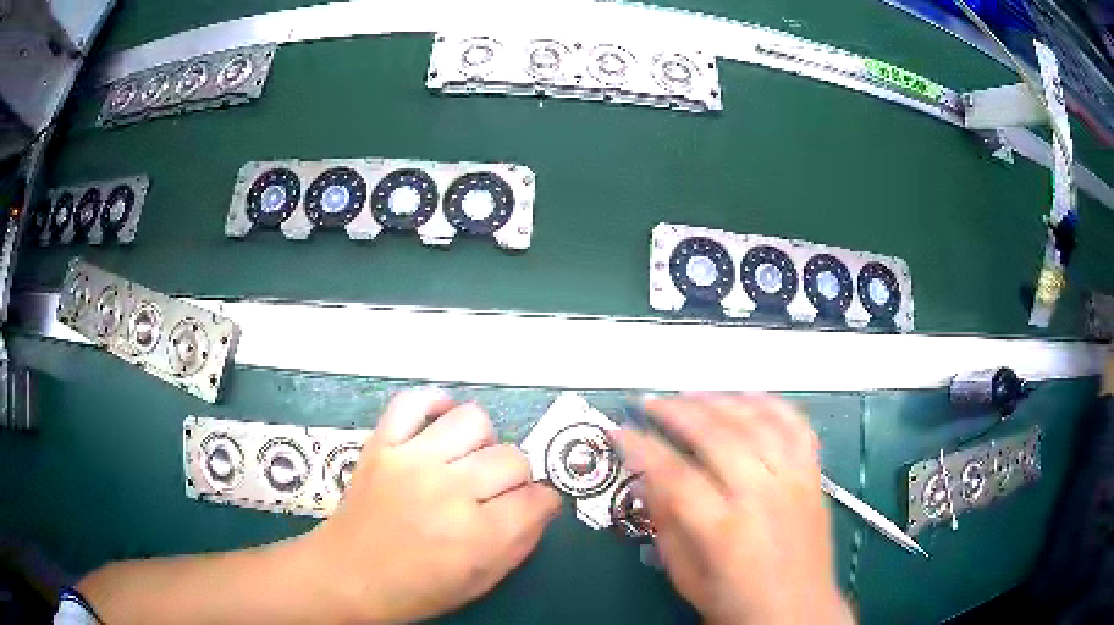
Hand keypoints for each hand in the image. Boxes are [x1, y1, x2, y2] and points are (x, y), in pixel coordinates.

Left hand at [300, 388, 561, 621]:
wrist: (347, 575)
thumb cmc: (415, 590)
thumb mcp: (479, 583)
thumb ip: (519, 544)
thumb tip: (542, 506)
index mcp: (477, 536)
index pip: (538, 498)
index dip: (542, 502)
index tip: (531, 507)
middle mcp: (449, 491)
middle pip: (513, 458)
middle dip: (517, 477)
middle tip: (496, 491)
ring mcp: (412, 461)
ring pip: (474, 420)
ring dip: (482, 442)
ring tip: (467, 460)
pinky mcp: (382, 444)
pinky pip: (413, 401)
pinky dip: (432, 405)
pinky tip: (438, 425)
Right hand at [613, 394, 850, 624]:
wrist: (798, 613)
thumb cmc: (736, 604)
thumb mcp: (686, 576)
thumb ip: (666, 525)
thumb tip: (646, 480)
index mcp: (724, 530)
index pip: (674, 474)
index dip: (641, 447)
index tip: (619, 431)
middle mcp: (762, 496)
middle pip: (717, 435)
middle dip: (676, 411)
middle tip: (649, 403)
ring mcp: (793, 480)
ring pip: (756, 421)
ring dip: (719, 400)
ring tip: (690, 395)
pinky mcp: (813, 476)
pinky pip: (796, 426)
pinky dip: (771, 404)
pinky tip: (748, 397)